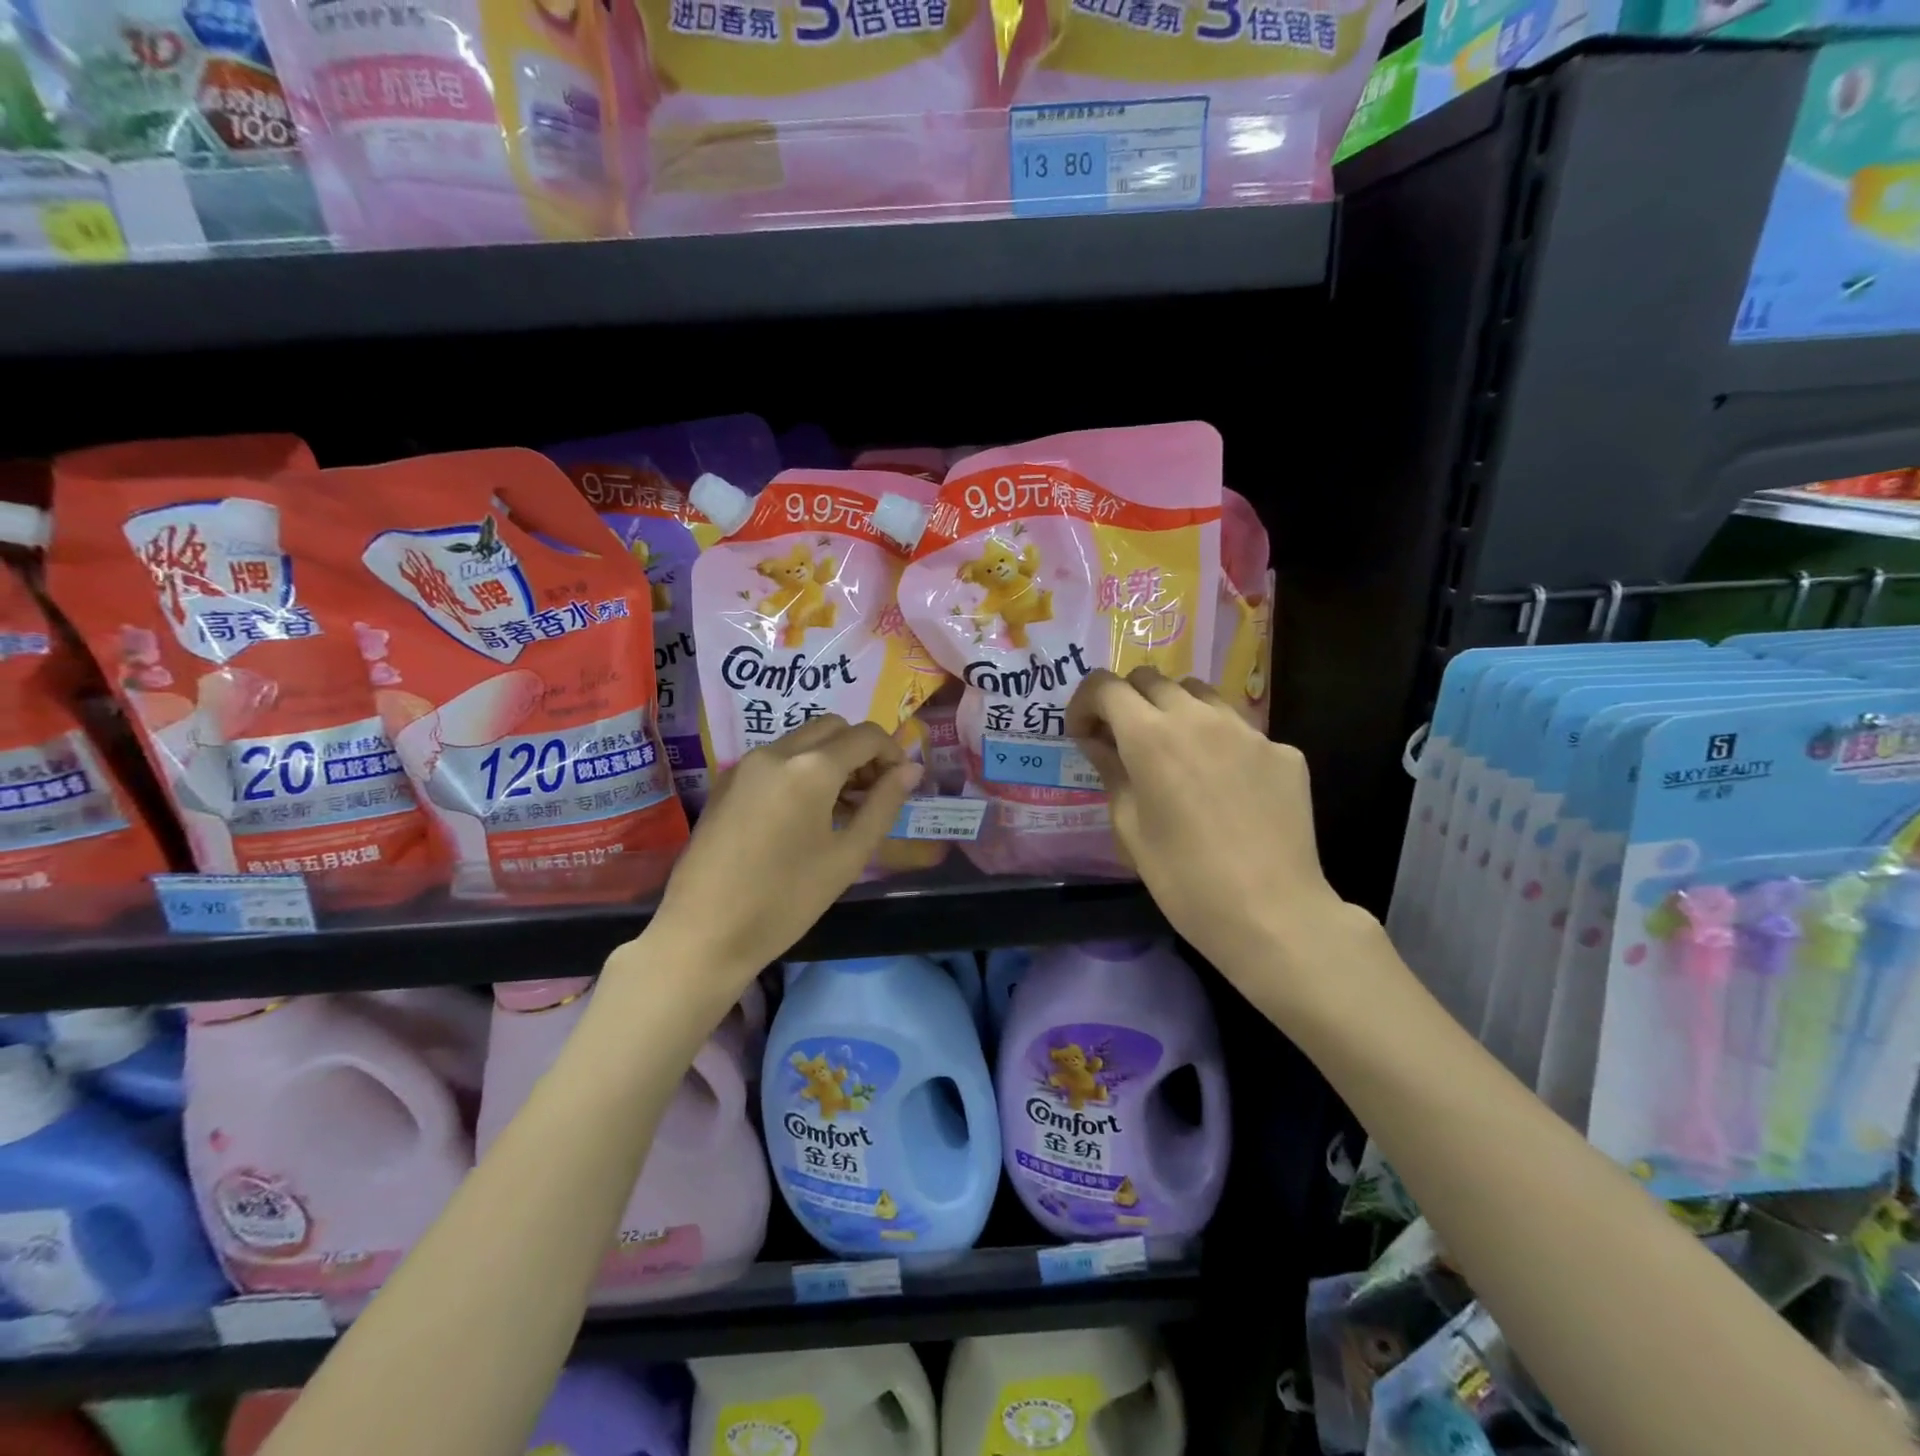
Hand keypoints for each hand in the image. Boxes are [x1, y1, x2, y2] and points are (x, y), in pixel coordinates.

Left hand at [649, 715, 923, 984]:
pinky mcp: (726, 782)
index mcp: (811, 767)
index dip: (893, 753)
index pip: (866, 736)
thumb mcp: (847, 856)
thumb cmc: (785, 900)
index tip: (900, 785)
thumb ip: (883, 805)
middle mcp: (777, 752)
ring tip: (842, 807)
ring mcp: (746, 764)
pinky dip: (801, 768)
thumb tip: (910, 770)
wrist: (703, 933)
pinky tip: (804, 813)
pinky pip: (776, 758)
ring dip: (831, 758)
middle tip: (872, 793)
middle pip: (833, 728)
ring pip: (802, 740)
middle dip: (861, 751)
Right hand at [1066, 667, 1367, 1006]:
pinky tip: (1225, 787)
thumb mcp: (1130, 829)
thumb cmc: (1184, 879)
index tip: (1085, 735)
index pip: (1106, 686)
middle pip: (1152, 679)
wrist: (1272, 914)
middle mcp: (1199, 718)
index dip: (1085, 703)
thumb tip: (1099, 742)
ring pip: (1200, 693)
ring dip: (1175, 710)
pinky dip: (1219, 742)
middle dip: (1128, 702)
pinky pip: (1240, 729)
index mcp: (1151, 737)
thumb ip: (1112, 772)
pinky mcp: (1283, 751)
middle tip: (1124, 742)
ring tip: (1176, 754)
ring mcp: (1247, 731)